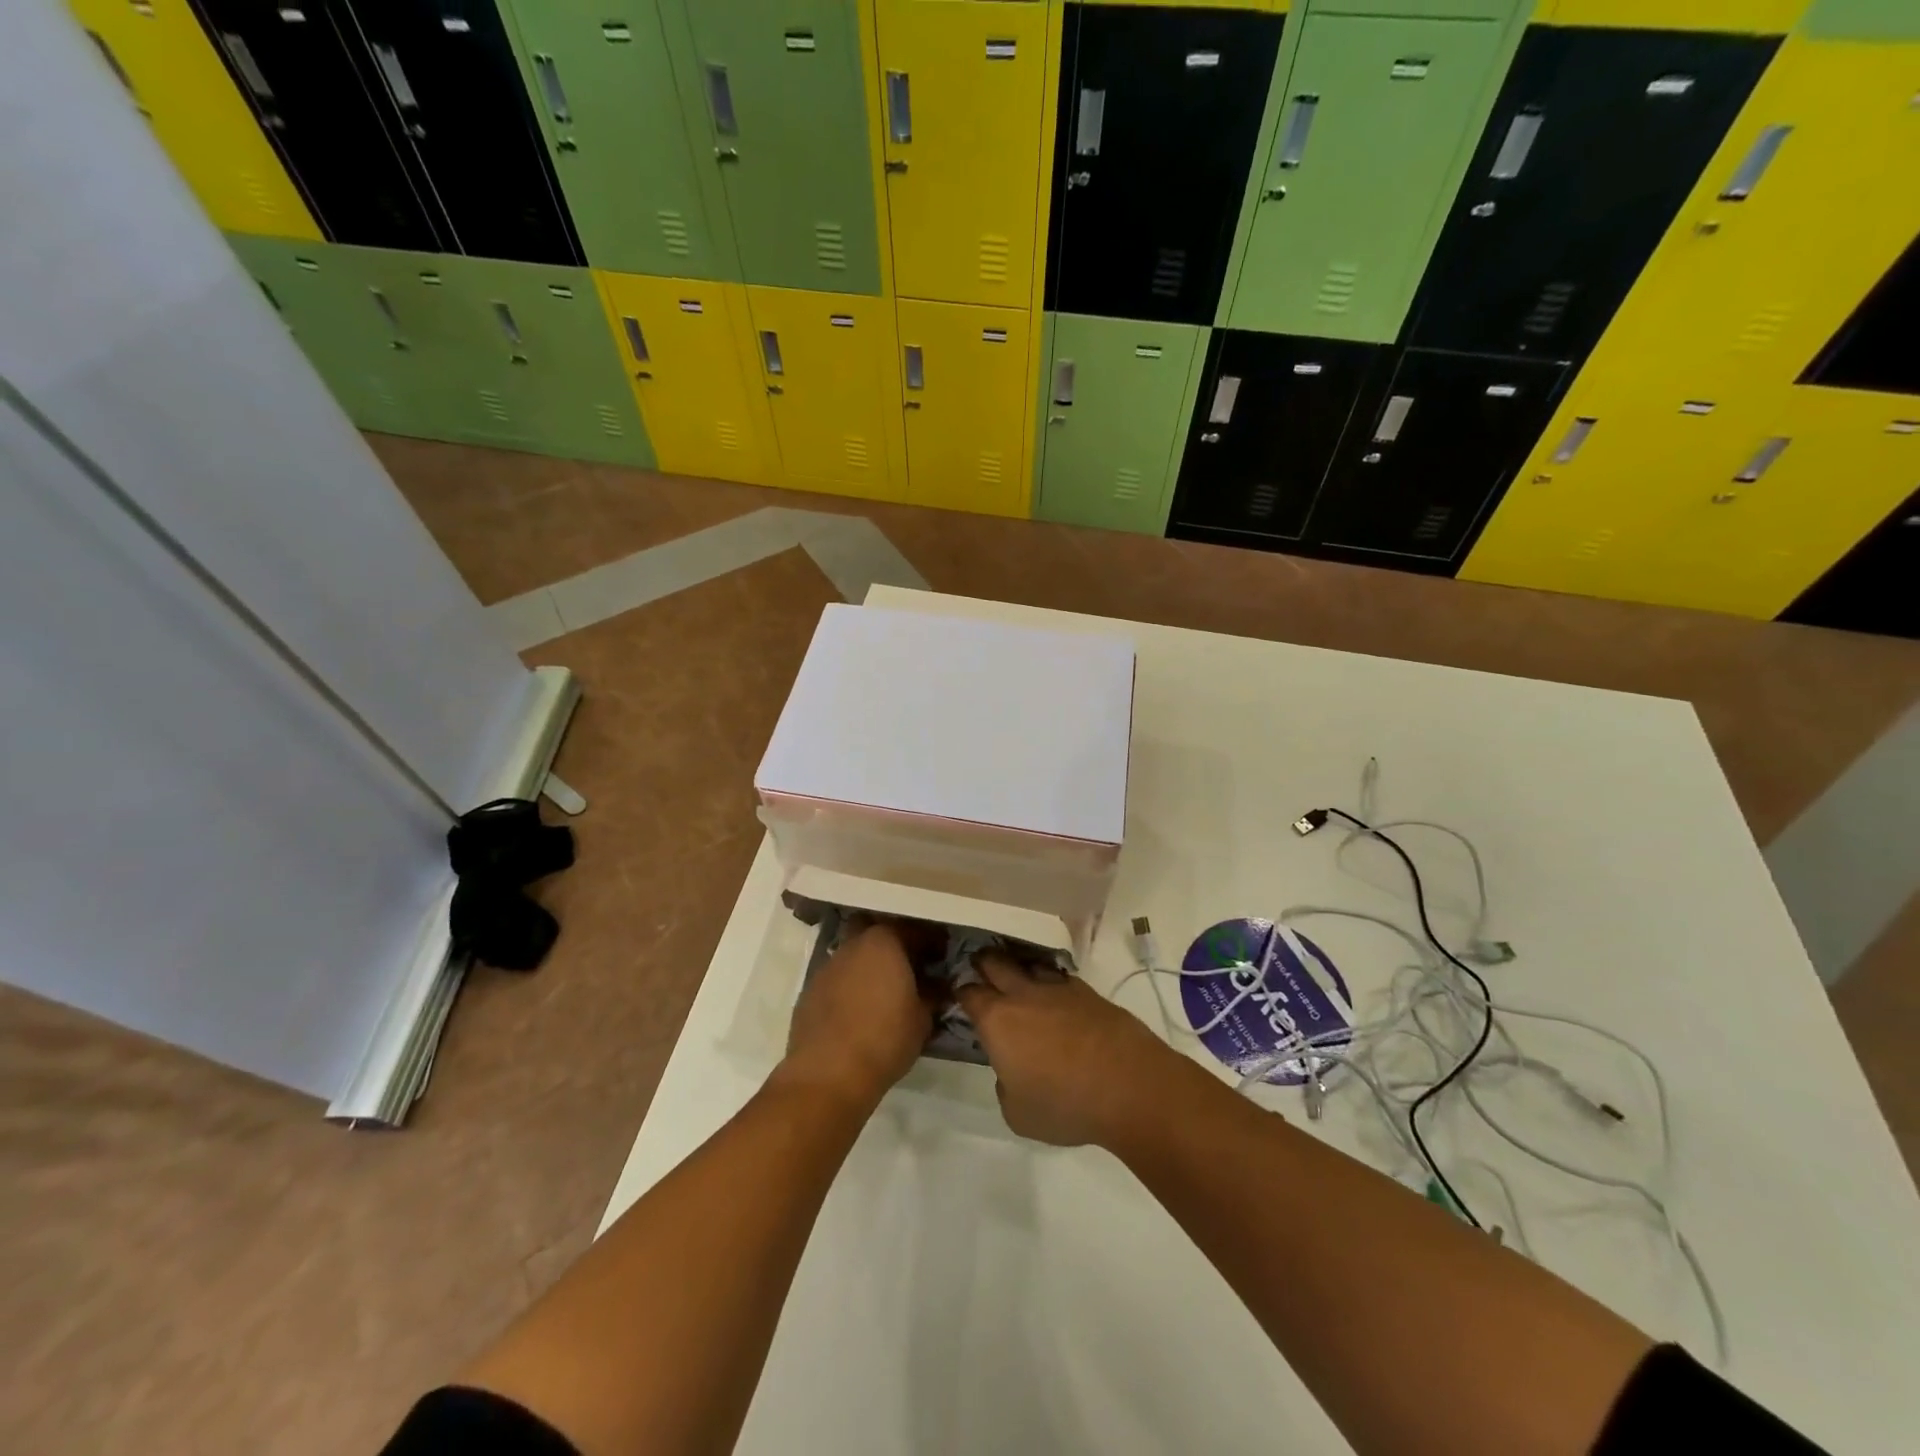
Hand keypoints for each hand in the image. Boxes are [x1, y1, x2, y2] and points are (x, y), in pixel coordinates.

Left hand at [784, 921, 936, 1108]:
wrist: (828, 1074)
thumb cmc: (885, 1039)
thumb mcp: (923, 1019)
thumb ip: (932, 994)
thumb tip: (938, 985)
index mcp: (884, 941)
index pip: (914, 929)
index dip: (932, 942)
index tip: (942, 956)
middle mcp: (853, 945)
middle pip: (878, 933)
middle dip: (894, 944)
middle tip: (910, 967)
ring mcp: (828, 966)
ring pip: (855, 954)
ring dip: (871, 965)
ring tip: (886, 991)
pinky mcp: (810, 990)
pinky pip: (839, 977)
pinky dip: (852, 985)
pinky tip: (861, 1009)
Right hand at [955, 953, 1181, 1147]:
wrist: (1128, 1085)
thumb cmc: (1064, 1103)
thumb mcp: (1018, 1114)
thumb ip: (1005, 1087)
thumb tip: (1010, 1071)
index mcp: (997, 1020)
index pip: (969, 994)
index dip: (960, 992)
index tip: (958, 996)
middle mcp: (1023, 995)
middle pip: (995, 964)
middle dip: (984, 965)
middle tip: (980, 971)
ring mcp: (1058, 989)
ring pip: (1029, 966)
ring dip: (1019, 970)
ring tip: (1018, 981)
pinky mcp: (1088, 992)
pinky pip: (1061, 979)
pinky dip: (1053, 984)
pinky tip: (1057, 998)